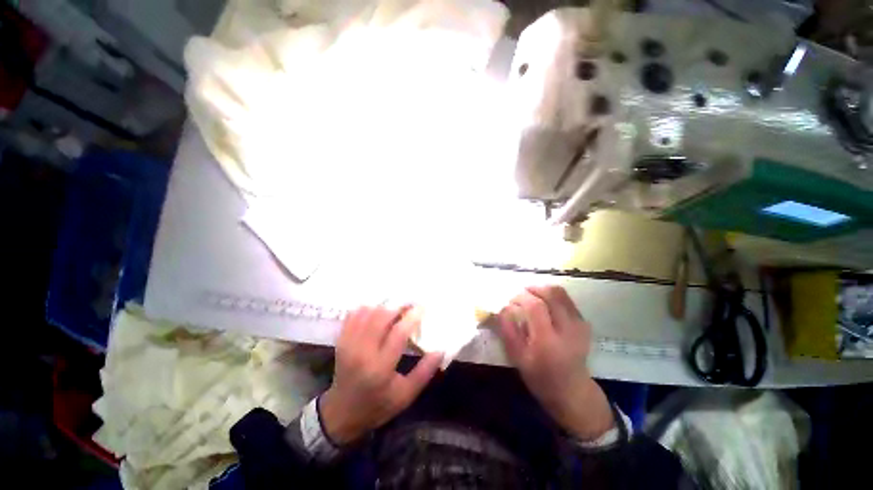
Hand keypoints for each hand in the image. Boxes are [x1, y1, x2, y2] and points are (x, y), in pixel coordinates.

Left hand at [320, 305, 442, 444]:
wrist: (342, 413)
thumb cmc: (378, 405)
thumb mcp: (405, 395)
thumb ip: (424, 372)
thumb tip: (440, 350)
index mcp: (380, 368)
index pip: (398, 334)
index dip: (412, 317)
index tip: (422, 307)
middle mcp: (362, 352)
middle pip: (381, 317)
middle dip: (398, 306)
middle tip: (410, 304)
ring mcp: (348, 345)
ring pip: (367, 313)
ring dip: (384, 306)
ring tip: (396, 307)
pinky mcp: (341, 341)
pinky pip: (353, 315)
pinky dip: (367, 308)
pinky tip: (377, 310)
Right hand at [497, 286, 613, 440]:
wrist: (573, 391)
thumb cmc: (540, 377)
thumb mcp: (517, 357)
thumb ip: (508, 329)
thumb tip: (504, 306)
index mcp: (548, 341)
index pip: (536, 306)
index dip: (521, 297)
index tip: (511, 301)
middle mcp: (567, 329)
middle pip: (551, 293)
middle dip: (532, 289)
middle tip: (520, 295)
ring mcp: (579, 325)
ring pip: (560, 293)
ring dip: (542, 289)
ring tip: (531, 296)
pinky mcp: (584, 323)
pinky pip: (566, 299)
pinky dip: (552, 296)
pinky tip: (544, 304)